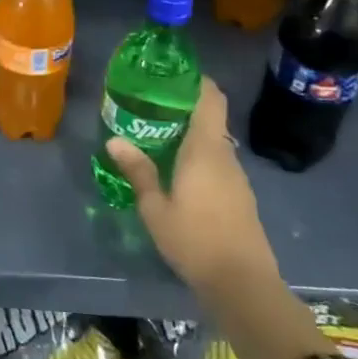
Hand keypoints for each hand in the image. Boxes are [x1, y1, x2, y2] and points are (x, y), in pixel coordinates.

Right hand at [105, 76, 278, 296]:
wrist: (243, 285)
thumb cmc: (195, 240)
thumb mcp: (156, 207)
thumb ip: (138, 171)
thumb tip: (114, 140)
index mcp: (206, 149)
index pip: (210, 98)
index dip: (196, 80)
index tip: (172, 73)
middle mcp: (225, 156)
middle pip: (211, 118)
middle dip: (185, 107)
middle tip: (151, 104)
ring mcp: (237, 177)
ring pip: (214, 142)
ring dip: (191, 133)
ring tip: (157, 135)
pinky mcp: (240, 197)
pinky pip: (218, 162)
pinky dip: (199, 155)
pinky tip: (177, 169)